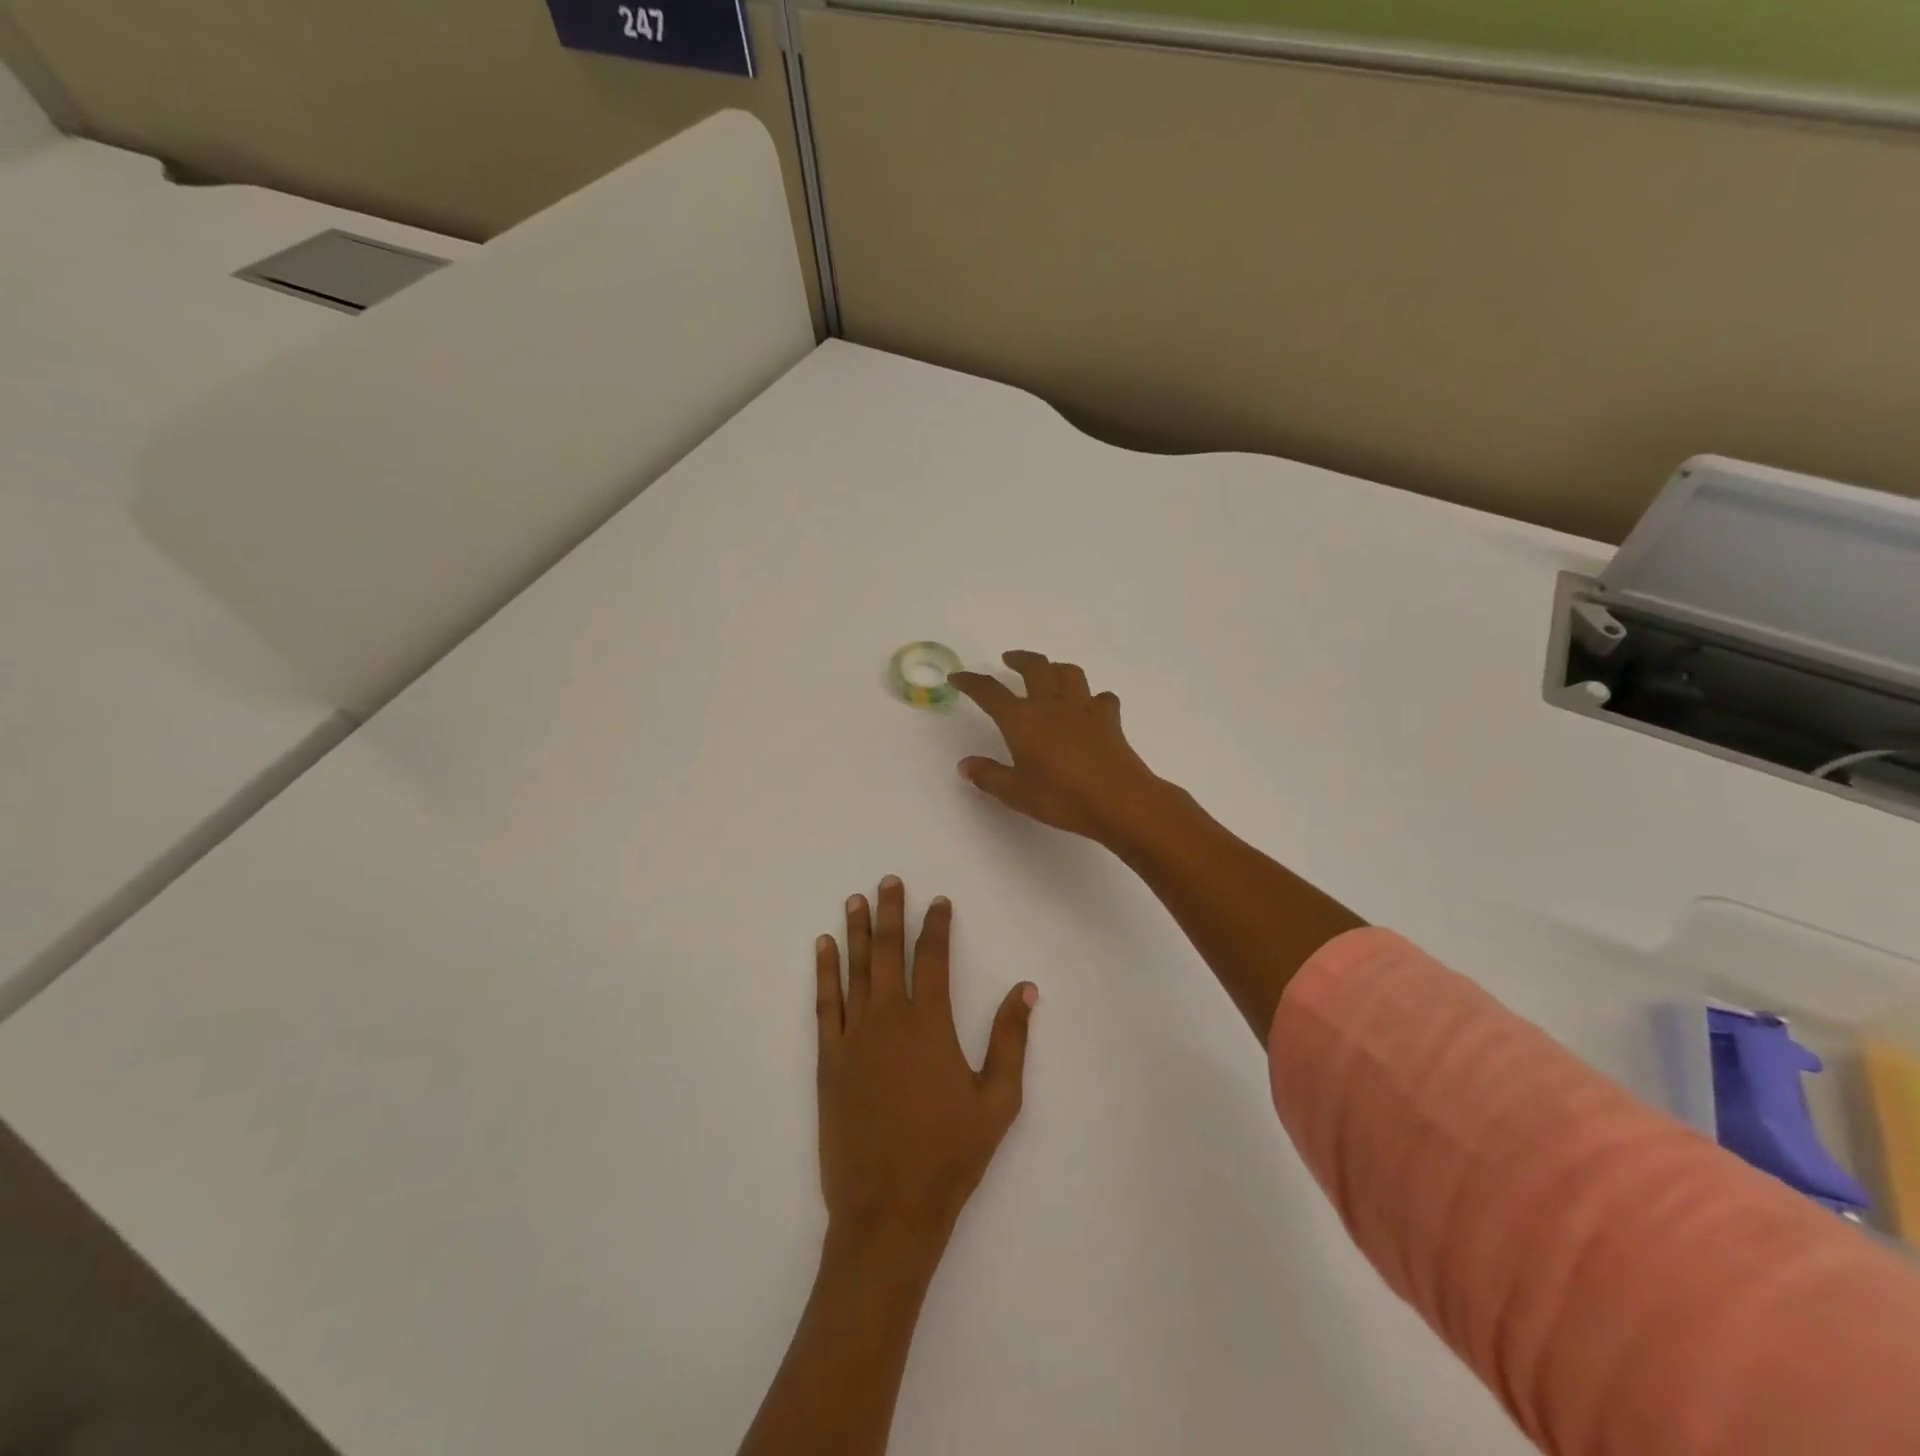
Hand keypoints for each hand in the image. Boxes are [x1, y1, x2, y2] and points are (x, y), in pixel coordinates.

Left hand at [815, 877, 1036, 1248]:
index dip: (936, 926)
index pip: (933, 958)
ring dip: (855, 931)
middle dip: (889, 913)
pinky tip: (822, 947)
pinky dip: (824, 972)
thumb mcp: (998, 1100)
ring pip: (854, 969)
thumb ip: (1011, 1040)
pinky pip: (825, 1004)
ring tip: (855, 900)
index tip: (939, 901)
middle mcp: (889, 1018)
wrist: (889, 1209)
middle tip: (888, 882)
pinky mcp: (829, 1059)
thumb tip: (1026, 989)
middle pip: (888, 951)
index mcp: (930, 1024)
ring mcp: (854, 1037)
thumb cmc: (950, 1154)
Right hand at [951, 650, 1168, 844]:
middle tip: (1008, 659)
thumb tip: (965, 765)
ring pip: (1068, 673)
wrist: (1118, 800)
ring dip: (1054, 667)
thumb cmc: (1061, 797)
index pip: (989, 692)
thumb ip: (988, 776)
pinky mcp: (1109, 719)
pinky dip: (1093, 698)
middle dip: (1019, 659)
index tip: (957, 677)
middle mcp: (1051, 704)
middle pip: (1034, 667)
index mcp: (1021, 719)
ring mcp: (1083, 708)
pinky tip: (1090, 708)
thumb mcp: (1015, 793)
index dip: (971, 682)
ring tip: (1048, 673)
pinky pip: (1100, 698)